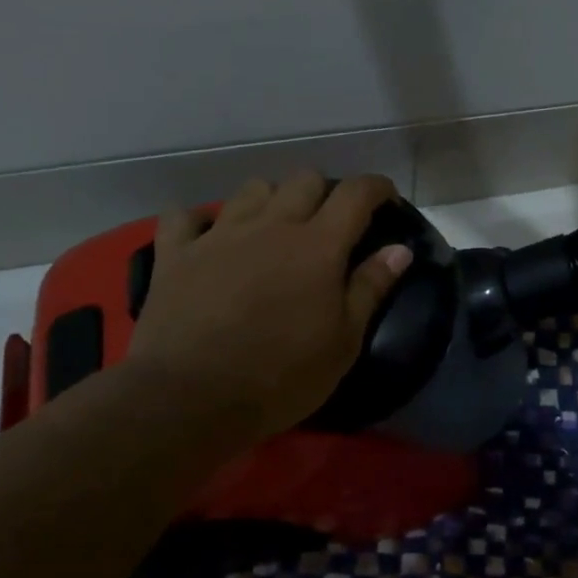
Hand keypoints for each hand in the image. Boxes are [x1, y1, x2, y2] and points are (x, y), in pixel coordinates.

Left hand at [125, 171, 412, 446]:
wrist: (191, 398)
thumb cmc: (281, 376)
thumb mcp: (343, 342)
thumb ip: (371, 288)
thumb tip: (400, 249)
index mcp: (318, 245)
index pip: (356, 193)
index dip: (378, 188)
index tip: (388, 199)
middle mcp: (271, 225)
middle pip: (305, 180)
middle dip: (326, 192)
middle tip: (331, 224)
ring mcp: (219, 234)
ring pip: (252, 188)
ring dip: (272, 199)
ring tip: (275, 228)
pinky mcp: (176, 253)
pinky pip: (184, 215)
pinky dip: (201, 219)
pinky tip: (209, 236)